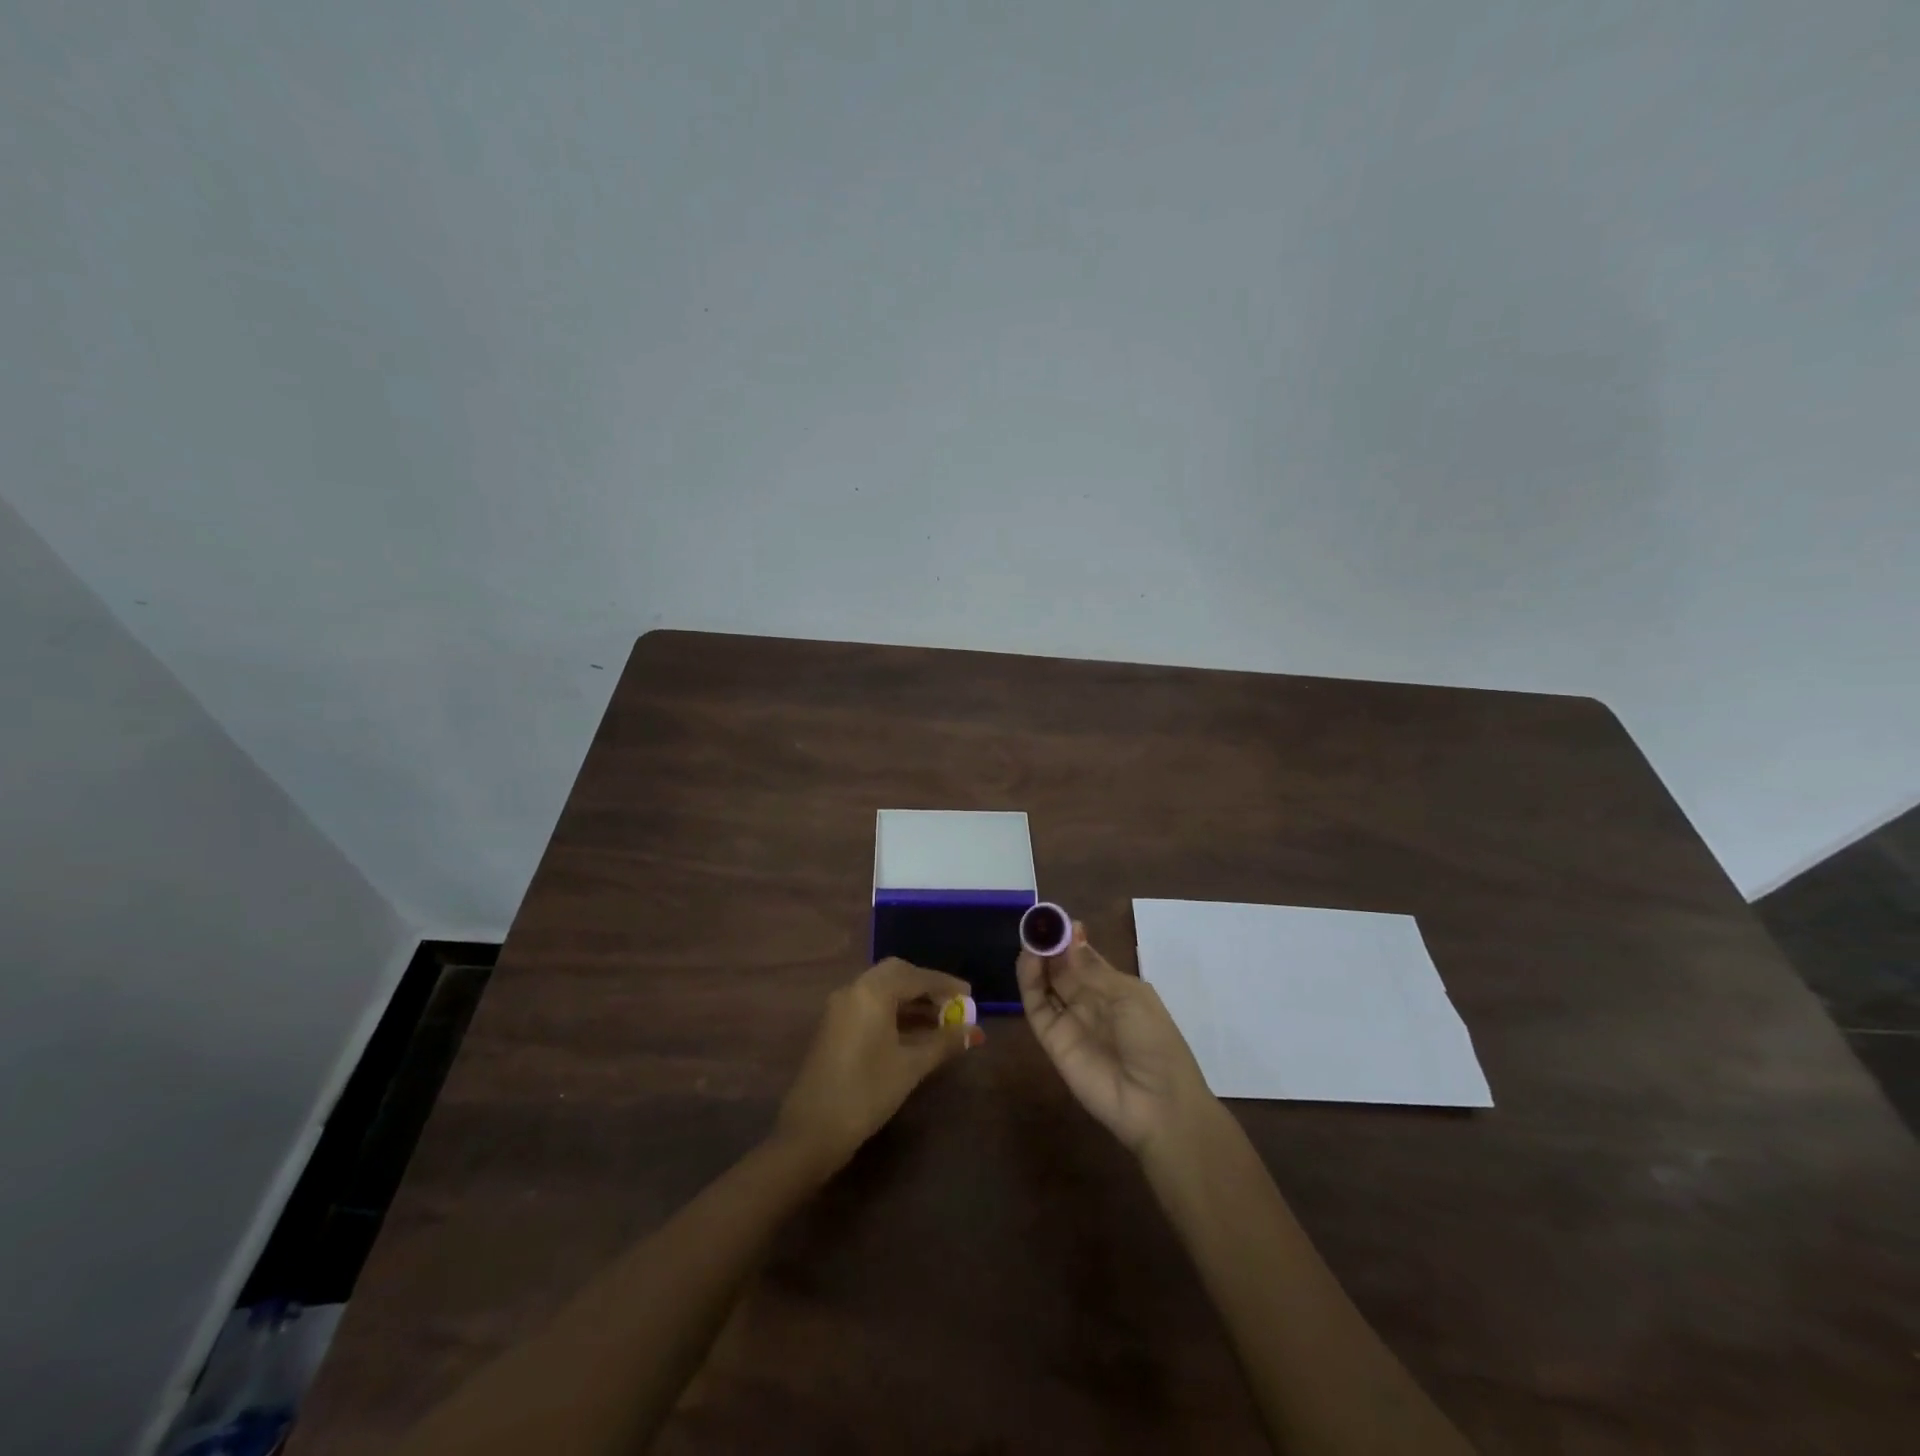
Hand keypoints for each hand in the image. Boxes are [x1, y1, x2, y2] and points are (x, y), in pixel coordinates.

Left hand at [774, 958, 983, 1172]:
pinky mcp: (834, 1025)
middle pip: (897, 974)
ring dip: (910, 1000)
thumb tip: (974, 1032)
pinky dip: (893, 1010)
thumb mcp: (911, 1066)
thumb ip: (944, 1043)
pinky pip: (870, 1004)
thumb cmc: (866, 1092)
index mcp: (872, 991)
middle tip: (952, 1004)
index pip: (917, 977)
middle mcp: (854, 989)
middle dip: (926, 987)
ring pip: (882, 989)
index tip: (970, 995)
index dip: (946, 985)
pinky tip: (914, 1032)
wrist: (812, 1131)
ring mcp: (840, 1007)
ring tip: (940, 1021)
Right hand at [1018, 921, 1213, 1158]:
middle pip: (1062, 968)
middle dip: (1050, 945)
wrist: (1156, 1104)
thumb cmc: (1154, 1041)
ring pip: (1046, 984)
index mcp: (1115, 989)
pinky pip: (1037, 1007)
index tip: (1056, 919)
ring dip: (1037, 960)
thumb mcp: (1129, 996)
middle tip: (1036, 923)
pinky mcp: (1052, 1040)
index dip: (1070, 938)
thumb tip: (1072, 931)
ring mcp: (1070, 1021)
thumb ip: (1092, 967)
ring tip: (1030, 938)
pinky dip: (1029, 982)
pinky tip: (1029, 960)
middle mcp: (1090, 1002)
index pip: (1085, 957)